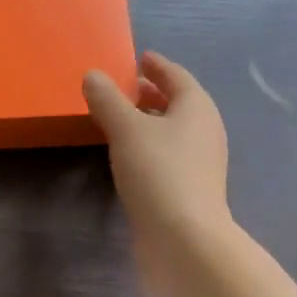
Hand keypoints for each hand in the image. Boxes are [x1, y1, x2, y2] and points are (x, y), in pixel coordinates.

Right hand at [84, 52, 232, 295]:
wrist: (184, 239)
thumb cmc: (159, 173)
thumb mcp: (126, 130)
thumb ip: (108, 101)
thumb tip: (93, 75)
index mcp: (196, 108)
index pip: (177, 76)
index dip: (157, 66)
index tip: (140, 58)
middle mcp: (204, 131)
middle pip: (177, 104)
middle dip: (152, 94)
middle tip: (124, 88)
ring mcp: (199, 164)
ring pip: (172, 132)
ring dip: (149, 123)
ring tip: (120, 121)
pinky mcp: (188, 190)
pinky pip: (167, 157)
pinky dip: (148, 148)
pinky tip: (128, 157)